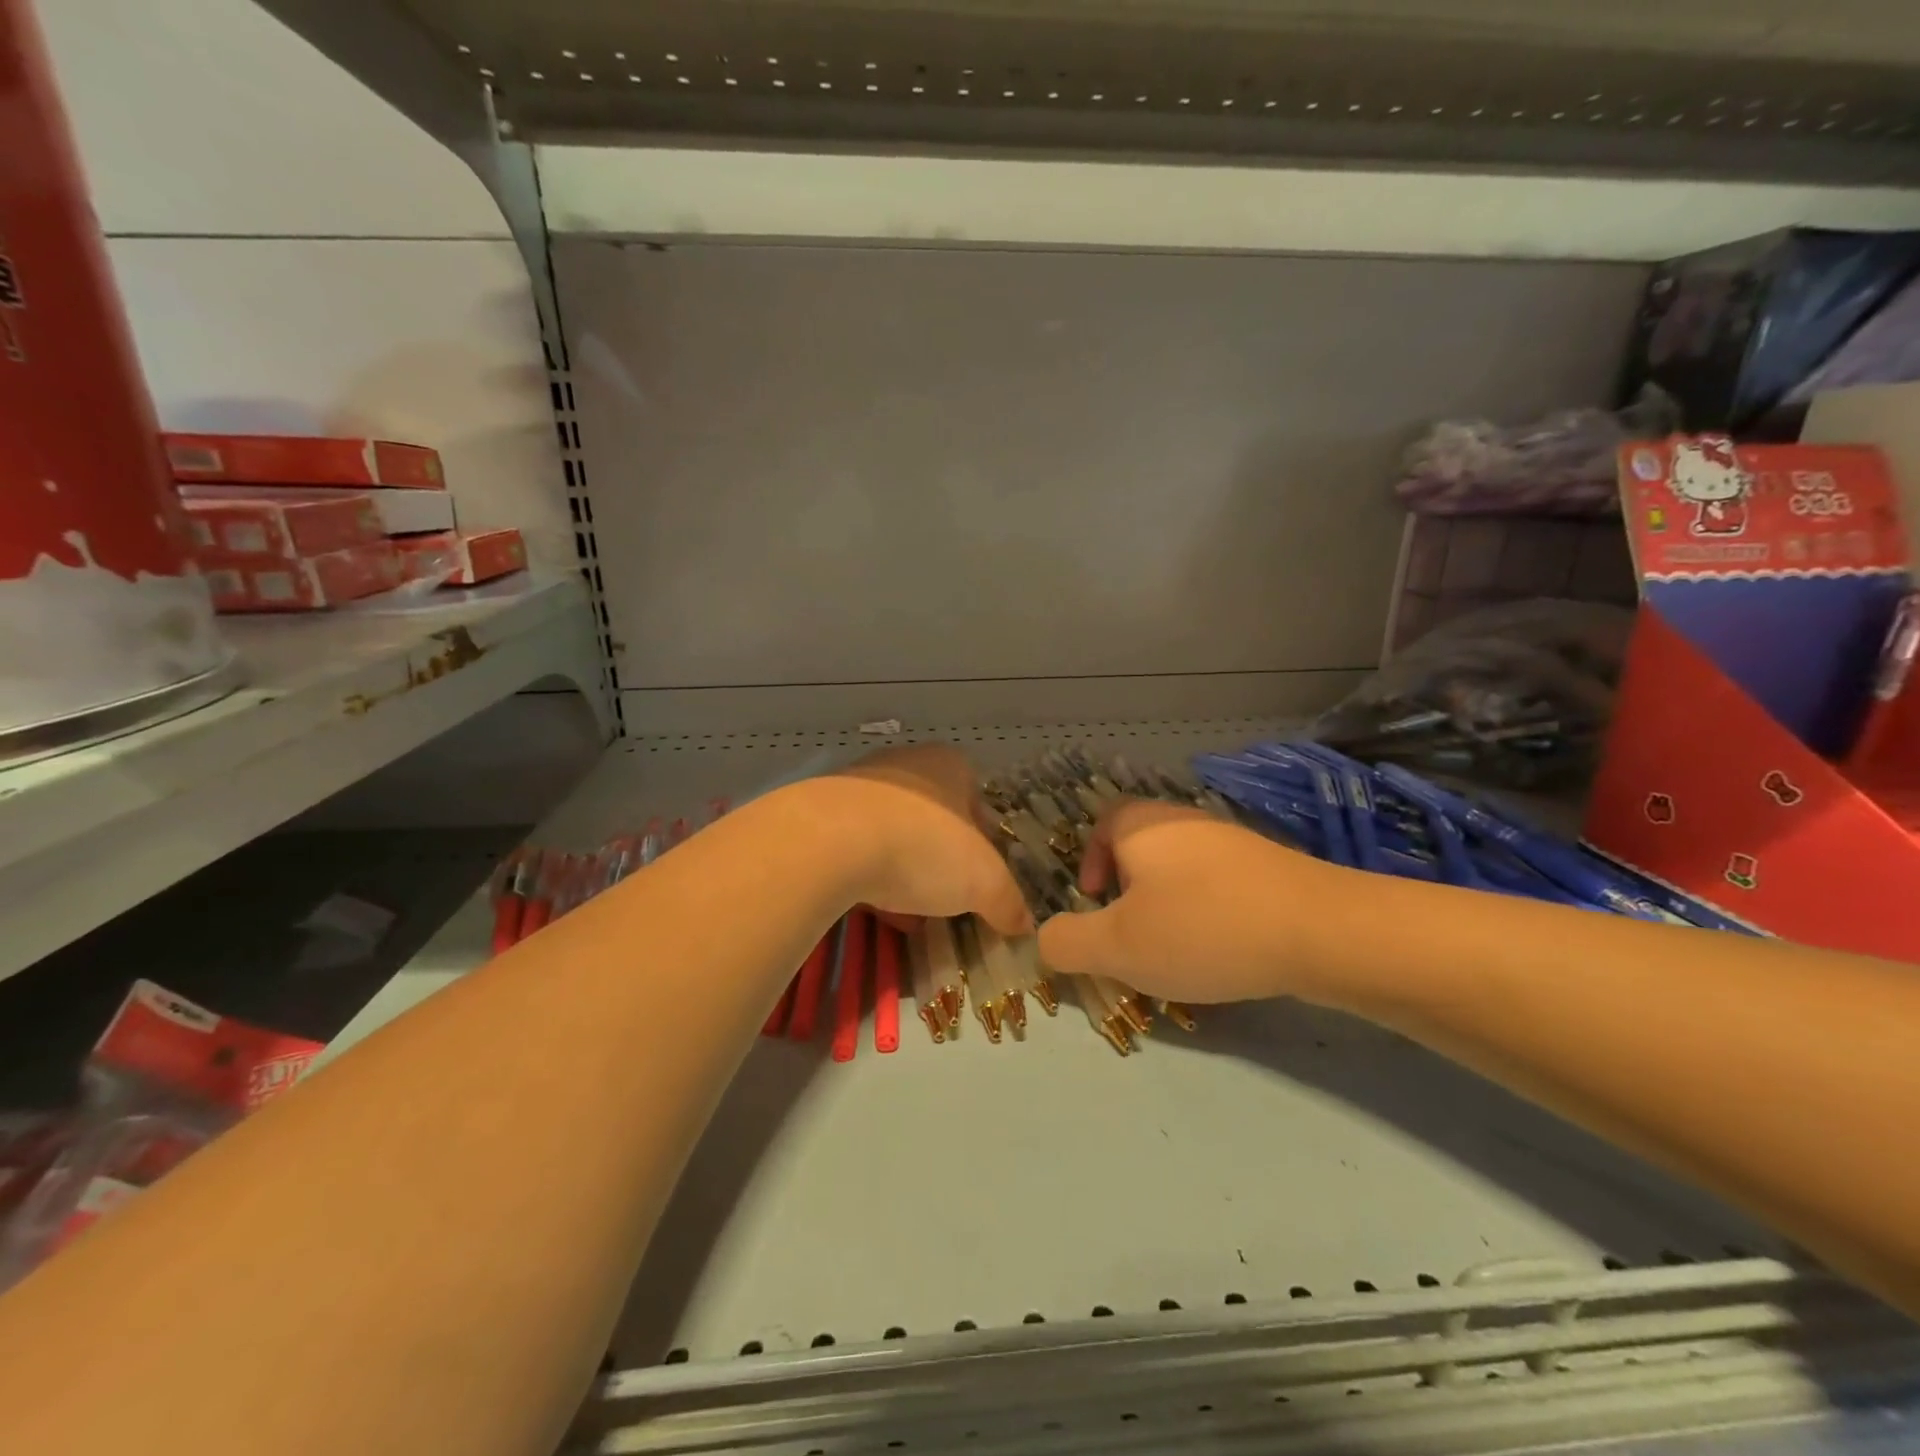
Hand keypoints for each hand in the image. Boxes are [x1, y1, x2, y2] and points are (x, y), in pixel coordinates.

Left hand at [804, 744, 1032, 935]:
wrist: (829, 840)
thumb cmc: (924, 846)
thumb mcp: (984, 882)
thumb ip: (1008, 902)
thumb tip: (1023, 925)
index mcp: (949, 765)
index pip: (978, 804)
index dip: (984, 846)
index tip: (979, 882)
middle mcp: (905, 764)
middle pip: (934, 821)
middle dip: (941, 864)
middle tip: (945, 901)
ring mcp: (859, 784)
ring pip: (894, 835)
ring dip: (903, 873)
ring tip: (907, 915)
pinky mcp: (821, 812)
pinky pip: (855, 847)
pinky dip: (866, 876)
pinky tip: (870, 908)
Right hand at [1036, 798, 1337, 1003]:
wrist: (1322, 931)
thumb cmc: (1202, 929)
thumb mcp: (1117, 947)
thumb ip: (1067, 943)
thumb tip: (1044, 939)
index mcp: (1144, 827)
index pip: (1104, 822)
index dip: (1091, 859)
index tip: (1096, 903)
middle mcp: (1187, 823)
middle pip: (1143, 847)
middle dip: (1129, 891)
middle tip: (1133, 935)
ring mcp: (1234, 842)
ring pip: (1183, 869)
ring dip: (1168, 905)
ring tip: (1177, 951)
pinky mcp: (1272, 868)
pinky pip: (1221, 885)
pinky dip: (1209, 912)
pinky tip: (1224, 950)